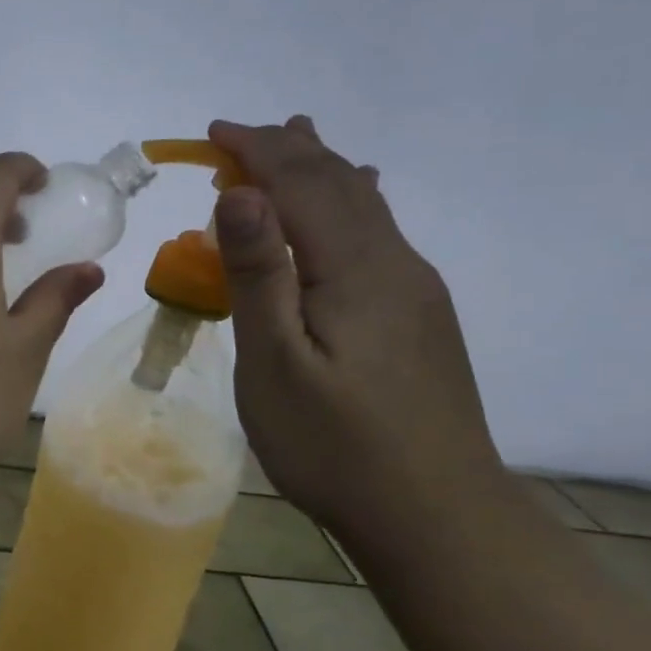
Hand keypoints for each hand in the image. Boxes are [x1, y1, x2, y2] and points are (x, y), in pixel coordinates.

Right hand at [208, 116, 503, 536]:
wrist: (438, 518)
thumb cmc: (336, 445)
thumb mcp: (276, 363)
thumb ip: (258, 274)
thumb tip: (240, 193)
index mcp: (357, 268)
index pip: (303, 183)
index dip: (257, 150)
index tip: (213, 132)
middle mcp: (395, 264)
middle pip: (340, 184)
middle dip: (288, 150)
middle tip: (241, 133)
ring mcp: (414, 290)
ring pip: (365, 205)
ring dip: (321, 169)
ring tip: (298, 139)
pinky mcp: (418, 317)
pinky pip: (376, 233)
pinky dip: (343, 202)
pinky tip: (351, 205)